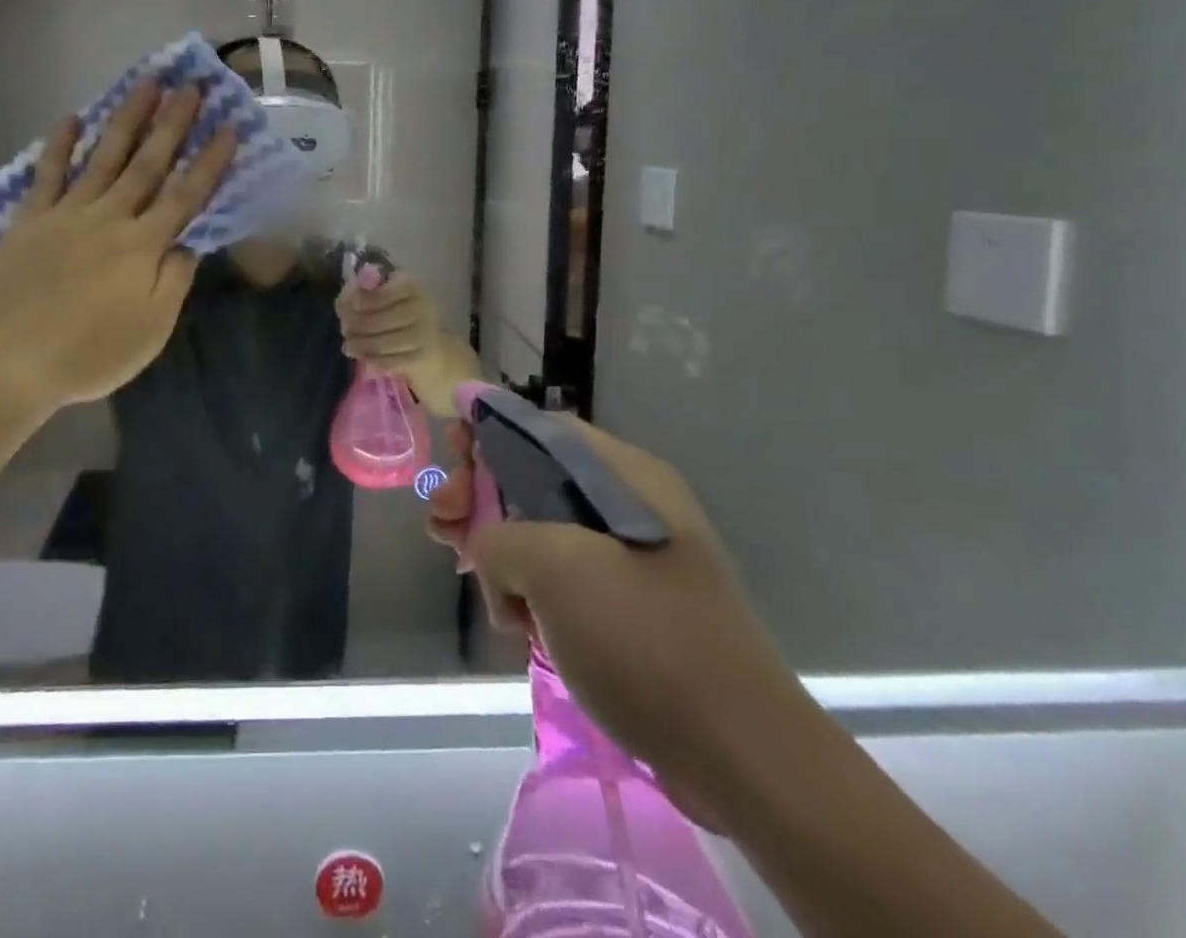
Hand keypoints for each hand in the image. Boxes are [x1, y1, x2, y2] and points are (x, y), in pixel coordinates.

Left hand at [0, 81, 235, 427]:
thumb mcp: (150, 331)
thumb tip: (188, 242)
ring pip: (103, 156)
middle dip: (173, 123)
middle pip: (147, 163)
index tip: (228, 127)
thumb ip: (174, 281)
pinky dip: (59, 145)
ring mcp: (66, 213)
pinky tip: (73, 118)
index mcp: (142, 246)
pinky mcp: (30, 219)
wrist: (9, 364)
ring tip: (147, 83)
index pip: (185, 195)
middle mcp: (109, 218)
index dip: (209, 161)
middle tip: (192, 86)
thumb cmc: (89, 354)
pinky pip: (47, 173)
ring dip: (128, 118)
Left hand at [335, 271, 471, 414]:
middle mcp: (423, 306)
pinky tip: (365, 362)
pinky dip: (374, 362)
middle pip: (380, 318)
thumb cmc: (405, 321)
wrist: (440, 353)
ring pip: (383, 341)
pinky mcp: (424, 357)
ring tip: (349, 346)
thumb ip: (365, 295)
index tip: (351, 305)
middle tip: (344, 331)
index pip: (385, 291)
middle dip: (356, 326)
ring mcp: (426, 333)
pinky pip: (391, 361)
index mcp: (412, 286)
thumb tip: (346, 298)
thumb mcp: (389, 301)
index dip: (364, 299)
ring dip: (361, 345)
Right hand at [425, 418, 815, 834]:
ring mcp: (630, 558)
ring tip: (463, 567)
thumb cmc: (646, 641)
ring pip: (541, 529)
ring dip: (495, 543)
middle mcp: (628, 504)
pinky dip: (526, 588)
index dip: (487, 429)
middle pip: (534, 475)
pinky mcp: (627, 607)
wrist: (745, 758)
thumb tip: (485, 546)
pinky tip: (513, 620)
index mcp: (624, 475)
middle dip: (479, 492)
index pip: (542, 427)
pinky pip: (561, 577)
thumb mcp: (555, 569)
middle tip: (440, 523)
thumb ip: (499, 536)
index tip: (450, 454)